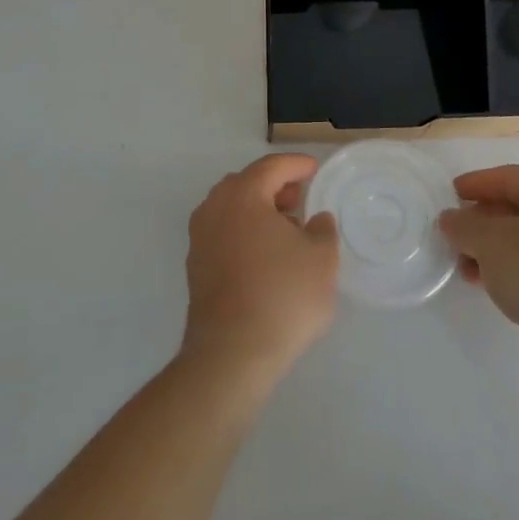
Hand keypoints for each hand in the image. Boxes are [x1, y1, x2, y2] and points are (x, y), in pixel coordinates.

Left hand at [181, 154, 338, 384]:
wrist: (231, 355)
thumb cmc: (282, 296)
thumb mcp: (321, 259)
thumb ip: (322, 229)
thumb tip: (315, 220)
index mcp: (243, 195)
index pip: (271, 166)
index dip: (296, 164)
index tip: (315, 169)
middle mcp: (214, 208)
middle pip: (246, 183)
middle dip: (274, 186)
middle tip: (300, 199)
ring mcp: (200, 239)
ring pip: (231, 209)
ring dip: (258, 210)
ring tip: (286, 230)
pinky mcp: (195, 268)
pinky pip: (223, 233)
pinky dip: (244, 232)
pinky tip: (265, 256)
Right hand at [438, 166, 518, 376]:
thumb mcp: (489, 243)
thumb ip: (463, 225)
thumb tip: (450, 219)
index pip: (508, 177)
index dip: (474, 185)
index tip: (449, 196)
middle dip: (483, 223)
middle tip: (455, 237)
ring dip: (496, 249)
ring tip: (468, 270)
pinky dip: (517, 267)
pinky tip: (495, 285)